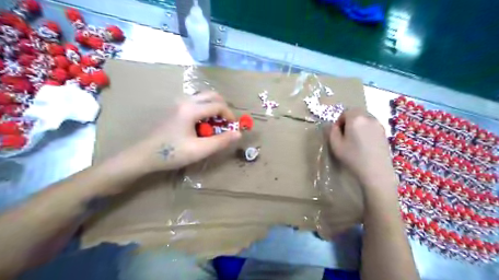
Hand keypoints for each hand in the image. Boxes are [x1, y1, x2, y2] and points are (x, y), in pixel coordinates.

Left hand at [127, 91, 239, 172]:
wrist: (144, 155)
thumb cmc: (172, 153)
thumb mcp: (200, 150)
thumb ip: (221, 141)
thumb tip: (238, 133)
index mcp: (191, 109)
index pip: (218, 105)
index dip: (230, 116)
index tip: (233, 128)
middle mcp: (185, 101)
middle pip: (212, 95)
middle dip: (223, 108)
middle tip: (225, 124)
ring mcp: (178, 104)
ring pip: (203, 98)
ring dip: (214, 108)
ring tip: (215, 126)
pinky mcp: (175, 109)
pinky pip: (196, 103)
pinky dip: (205, 110)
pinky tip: (202, 125)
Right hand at [329, 108, 397, 190]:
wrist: (376, 171)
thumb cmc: (353, 157)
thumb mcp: (335, 145)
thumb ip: (332, 131)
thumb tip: (334, 125)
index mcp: (355, 118)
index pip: (345, 112)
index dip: (339, 121)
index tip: (338, 133)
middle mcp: (369, 117)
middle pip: (356, 113)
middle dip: (349, 121)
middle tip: (346, 136)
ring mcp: (378, 124)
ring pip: (365, 119)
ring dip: (358, 125)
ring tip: (355, 140)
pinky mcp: (384, 132)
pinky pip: (372, 125)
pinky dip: (366, 130)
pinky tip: (365, 143)